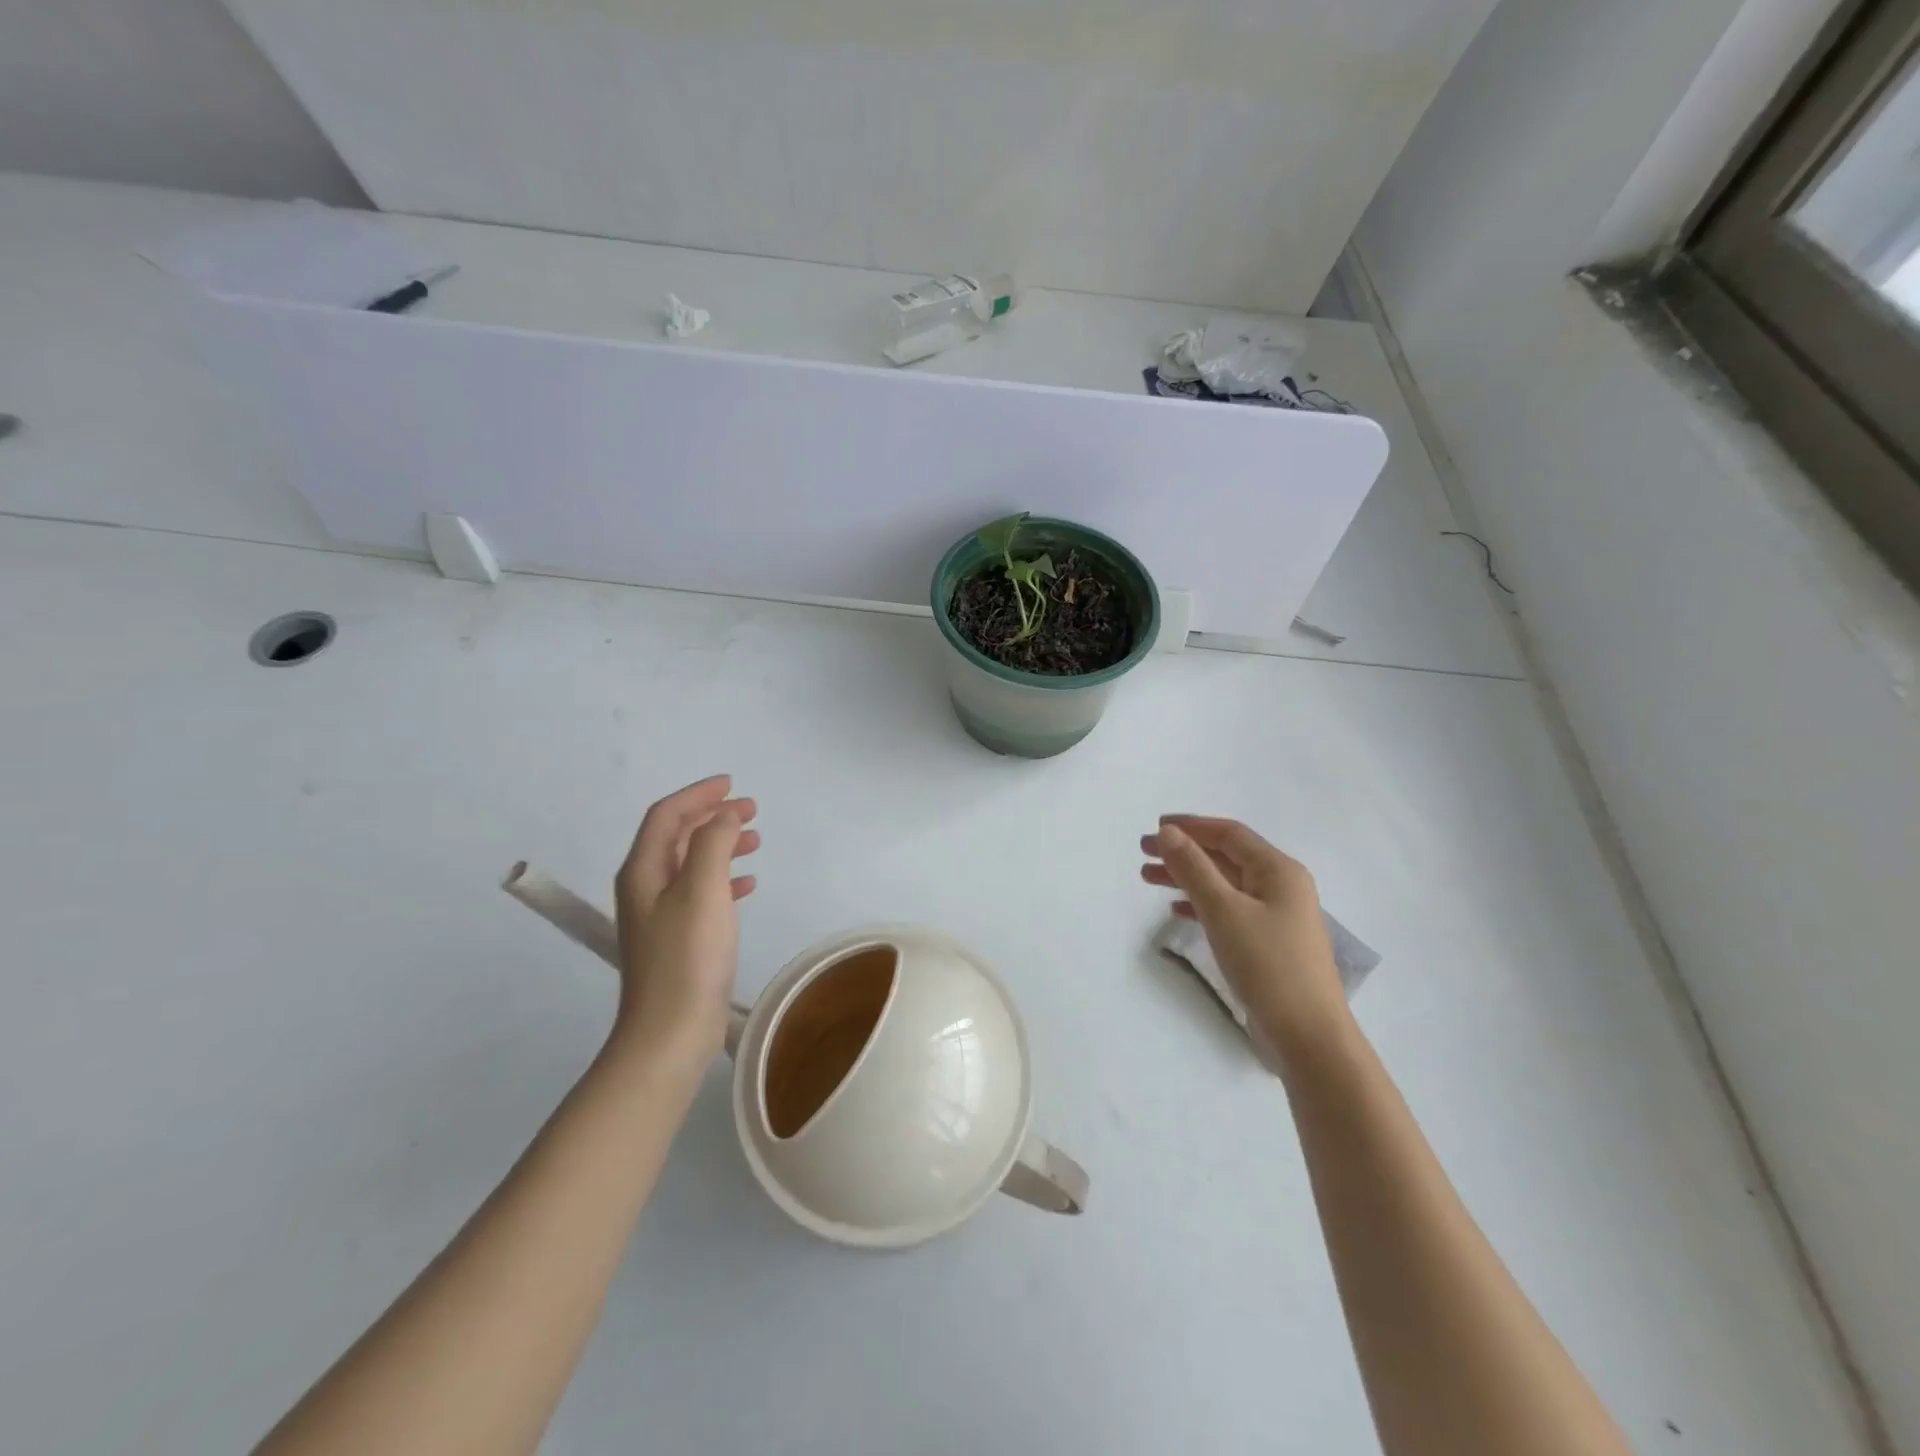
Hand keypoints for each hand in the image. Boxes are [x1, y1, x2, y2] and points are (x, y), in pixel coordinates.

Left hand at [613, 776, 759, 1067]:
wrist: (670, 1032)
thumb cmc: (688, 956)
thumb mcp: (703, 889)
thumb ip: (714, 843)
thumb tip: (724, 815)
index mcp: (643, 870)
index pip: (667, 815)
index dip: (698, 794)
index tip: (732, 784)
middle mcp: (646, 887)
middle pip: (678, 836)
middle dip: (713, 816)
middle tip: (752, 809)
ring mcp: (661, 915)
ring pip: (692, 863)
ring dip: (722, 845)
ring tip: (756, 840)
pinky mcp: (679, 938)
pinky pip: (702, 893)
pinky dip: (725, 879)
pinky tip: (748, 884)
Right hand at [1141, 816, 1350, 1064]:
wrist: (1308, 1037)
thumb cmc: (1267, 965)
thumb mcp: (1224, 911)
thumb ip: (1193, 868)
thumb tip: (1168, 832)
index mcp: (1278, 870)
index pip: (1229, 834)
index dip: (1191, 826)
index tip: (1154, 827)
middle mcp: (1281, 886)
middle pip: (1225, 857)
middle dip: (1183, 851)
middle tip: (1142, 852)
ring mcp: (1276, 915)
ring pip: (1224, 884)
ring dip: (1187, 878)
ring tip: (1147, 878)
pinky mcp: (1269, 942)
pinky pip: (1229, 909)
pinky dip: (1201, 904)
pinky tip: (1177, 911)